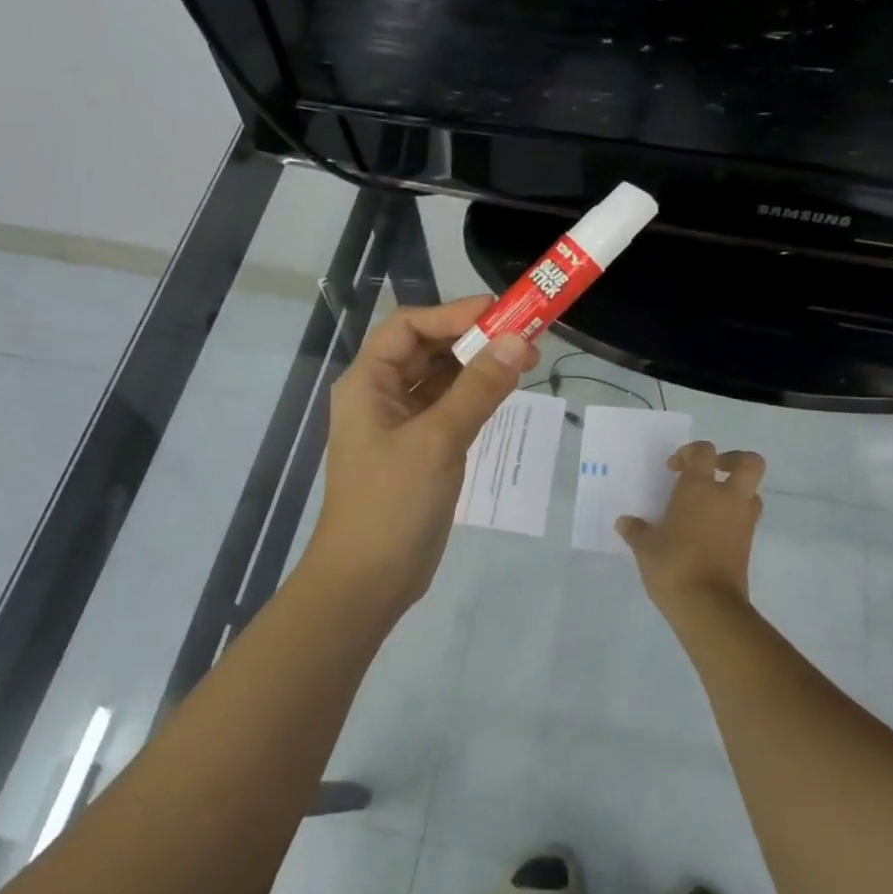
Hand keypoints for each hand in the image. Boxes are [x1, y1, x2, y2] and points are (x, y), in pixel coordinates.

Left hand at [300, 296, 539, 618]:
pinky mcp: (420, 449)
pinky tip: (505, 392)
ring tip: (524, 359)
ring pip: (441, 379)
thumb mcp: (438, 440)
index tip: (503, 312)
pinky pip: (449, 408)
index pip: (409, 326)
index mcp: (368, 383)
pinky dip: (476, 396)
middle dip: (472, 338)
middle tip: (525, 336)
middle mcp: (381, 395)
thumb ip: (478, 388)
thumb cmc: (392, 503)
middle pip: (426, 349)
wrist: (369, 581)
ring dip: (477, 366)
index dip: (454, 314)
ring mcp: (401, 424)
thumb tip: (519, 340)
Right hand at [617, 440, 765, 618]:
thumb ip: (636, 531)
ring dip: (735, 491)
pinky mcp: (749, 543)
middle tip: (712, 471)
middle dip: (734, 460)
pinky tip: (710, 531)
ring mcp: (743, 521)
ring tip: (710, 504)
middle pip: (749, 462)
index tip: (674, 469)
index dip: (690, 453)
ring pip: (752, 491)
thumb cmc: (673, 566)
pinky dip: (733, 517)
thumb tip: (625, 523)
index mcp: (700, 489)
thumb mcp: (646, 548)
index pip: (704, 452)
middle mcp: (727, 498)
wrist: (708, 605)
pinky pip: (746, 518)